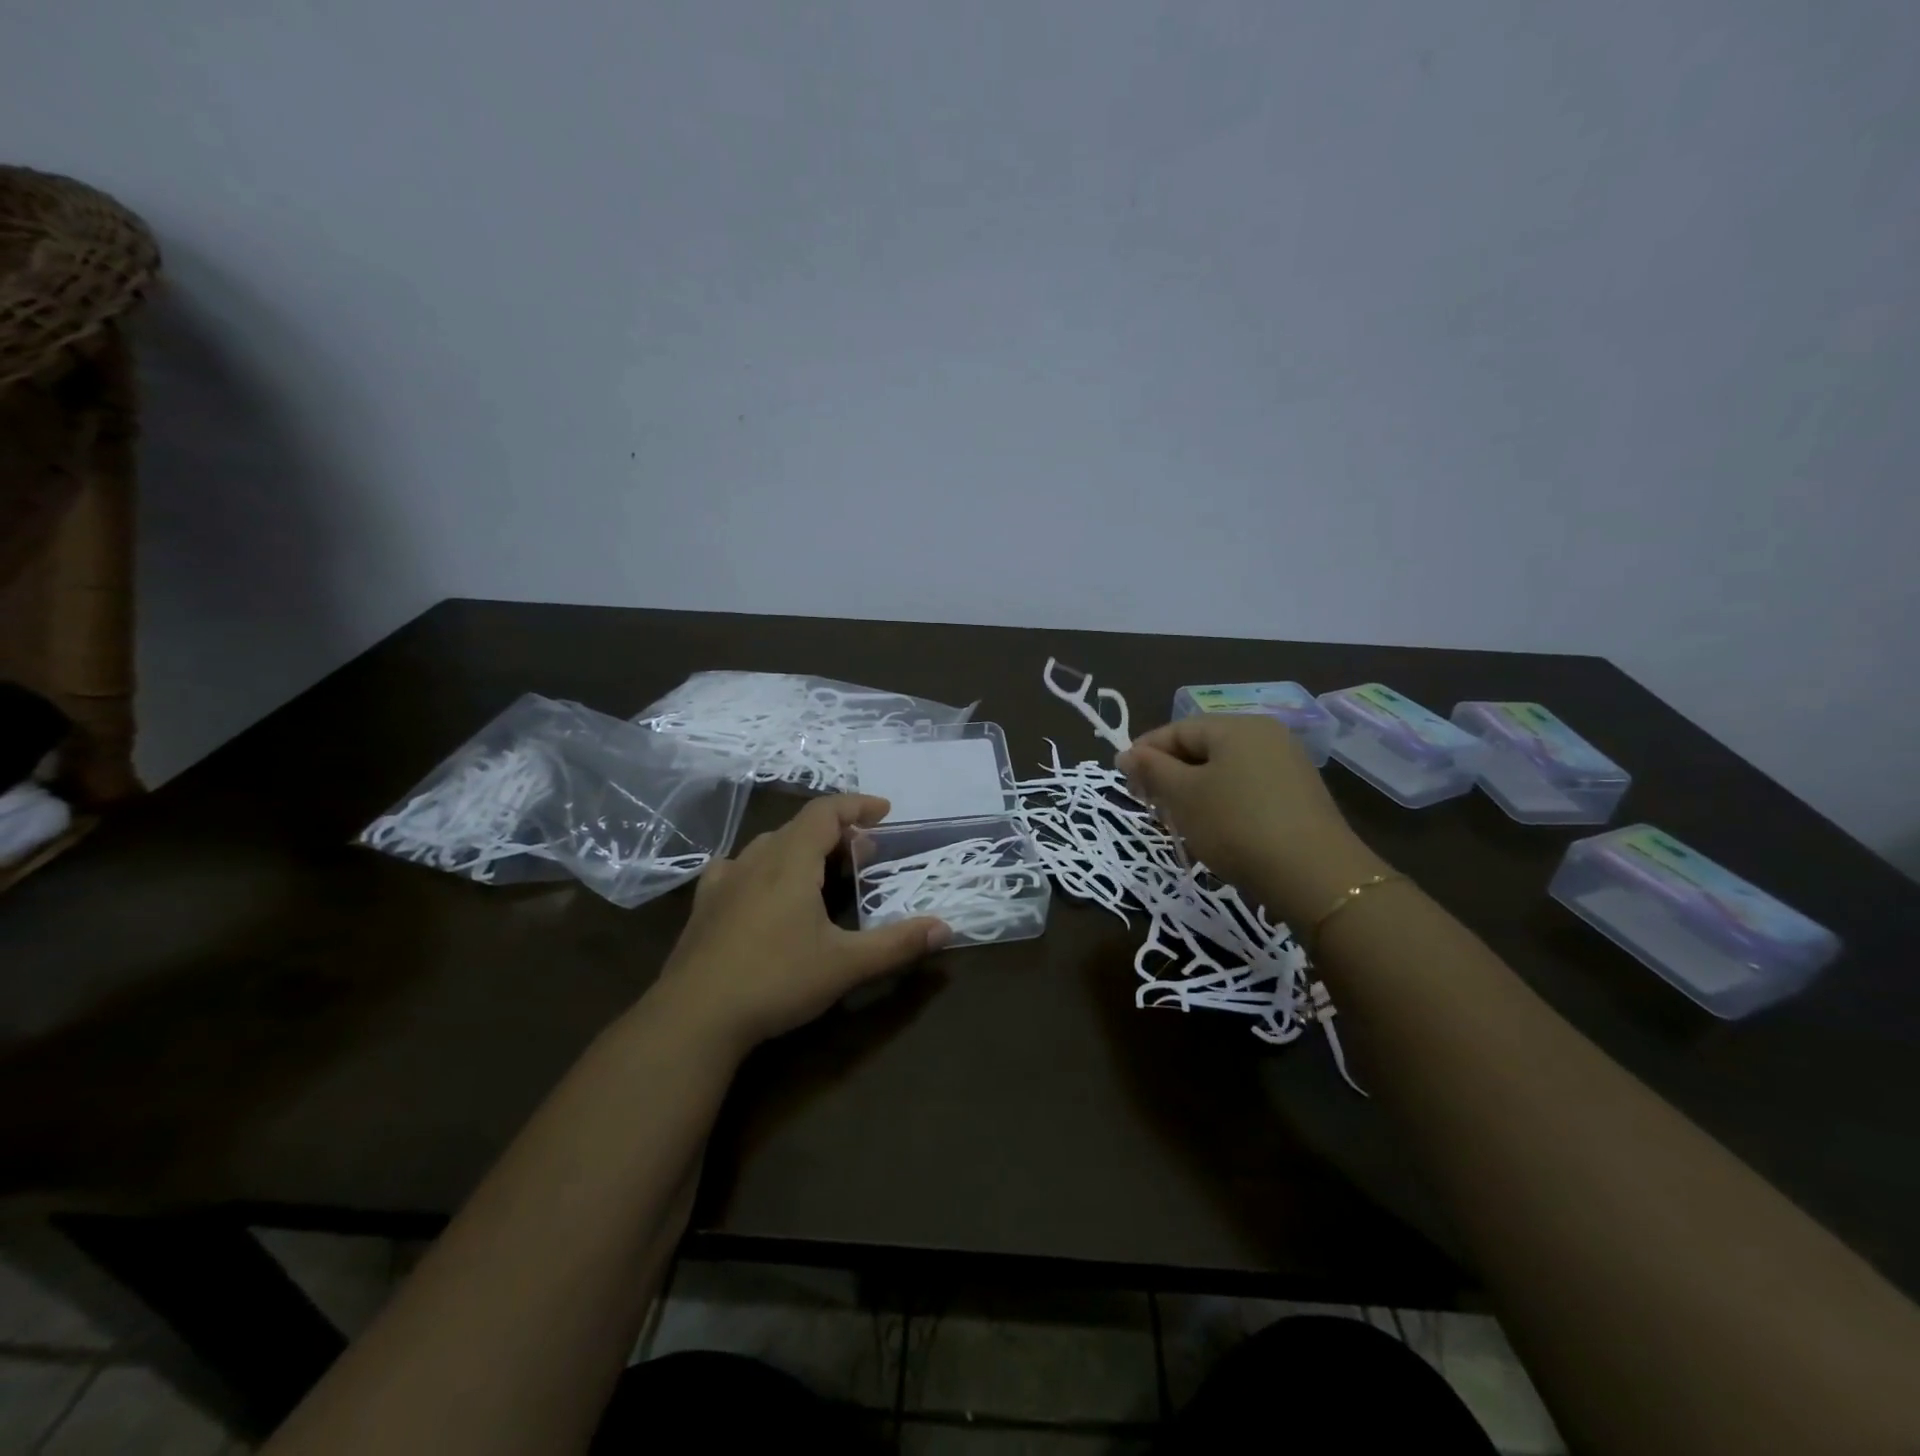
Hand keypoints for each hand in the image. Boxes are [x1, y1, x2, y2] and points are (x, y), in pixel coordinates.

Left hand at [650, 794, 948, 1053]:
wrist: (694, 1017)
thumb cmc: (776, 981)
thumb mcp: (846, 965)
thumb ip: (897, 944)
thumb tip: (945, 928)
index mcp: (791, 861)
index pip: (825, 812)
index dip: (857, 806)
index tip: (884, 812)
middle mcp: (755, 860)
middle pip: (800, 827)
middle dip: (836, 833)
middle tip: (864, 854)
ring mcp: (724, 881)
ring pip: (769, 846)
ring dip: (801, 848)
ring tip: (821, 871)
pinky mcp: (703, 906)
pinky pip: (737, 868)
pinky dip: (762, 866)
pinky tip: (761, 888)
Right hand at [1118, 715, 1387, 925]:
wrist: (1314, 876)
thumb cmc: (1236, 825)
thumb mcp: (1183, 795)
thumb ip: (1151, 769)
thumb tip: (1126, 753)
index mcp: (1237, 726)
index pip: (1177, 729)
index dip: (1145, 752)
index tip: (1123, 780)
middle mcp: (1265, 736)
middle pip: (1202, 748)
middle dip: (1169, 775)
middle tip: (1149, 805)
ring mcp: (1287, 766)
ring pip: (1223, 771)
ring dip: (1193, 793)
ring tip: (1178, 822)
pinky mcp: (1298, 797)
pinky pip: (1246, 789)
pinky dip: (1221, 804)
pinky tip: (1213, 831)